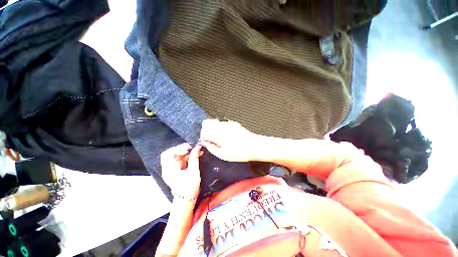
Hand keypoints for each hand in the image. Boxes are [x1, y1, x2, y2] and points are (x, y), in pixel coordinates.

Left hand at [161, 143, 202, 198]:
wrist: (187, 199)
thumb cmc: (189, 187)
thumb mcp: (193, 172)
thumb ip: (194, 158)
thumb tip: (197, 147)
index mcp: (169, 170)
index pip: (167, 154)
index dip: (177, 149)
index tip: (188, 147)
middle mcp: (168, 169)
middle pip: (172, 154)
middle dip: (183, 149)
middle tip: (193, 148)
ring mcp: (172, 169)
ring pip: (178, 156)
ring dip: (187, 153)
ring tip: (197, 151)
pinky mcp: (177, 170)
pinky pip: (181, 160)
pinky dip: (188, 157)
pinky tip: (196, 155)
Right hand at [200, 119, 259, 161]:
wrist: (254, 146)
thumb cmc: (240, 152)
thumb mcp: (223, 155)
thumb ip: (211, 148)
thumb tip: (206, 143)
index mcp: (218, 134)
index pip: (203, 131)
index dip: (203, 137)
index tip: (207, 142)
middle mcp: (221, 126)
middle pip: (206, 123)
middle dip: (206, 131)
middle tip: (211, 139)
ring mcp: (228, 123)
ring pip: (214, 121)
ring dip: (213, 128)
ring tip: (219, 138)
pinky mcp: (233, 123)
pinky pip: (222, 122)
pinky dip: (220, 127)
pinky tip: (226, 135)